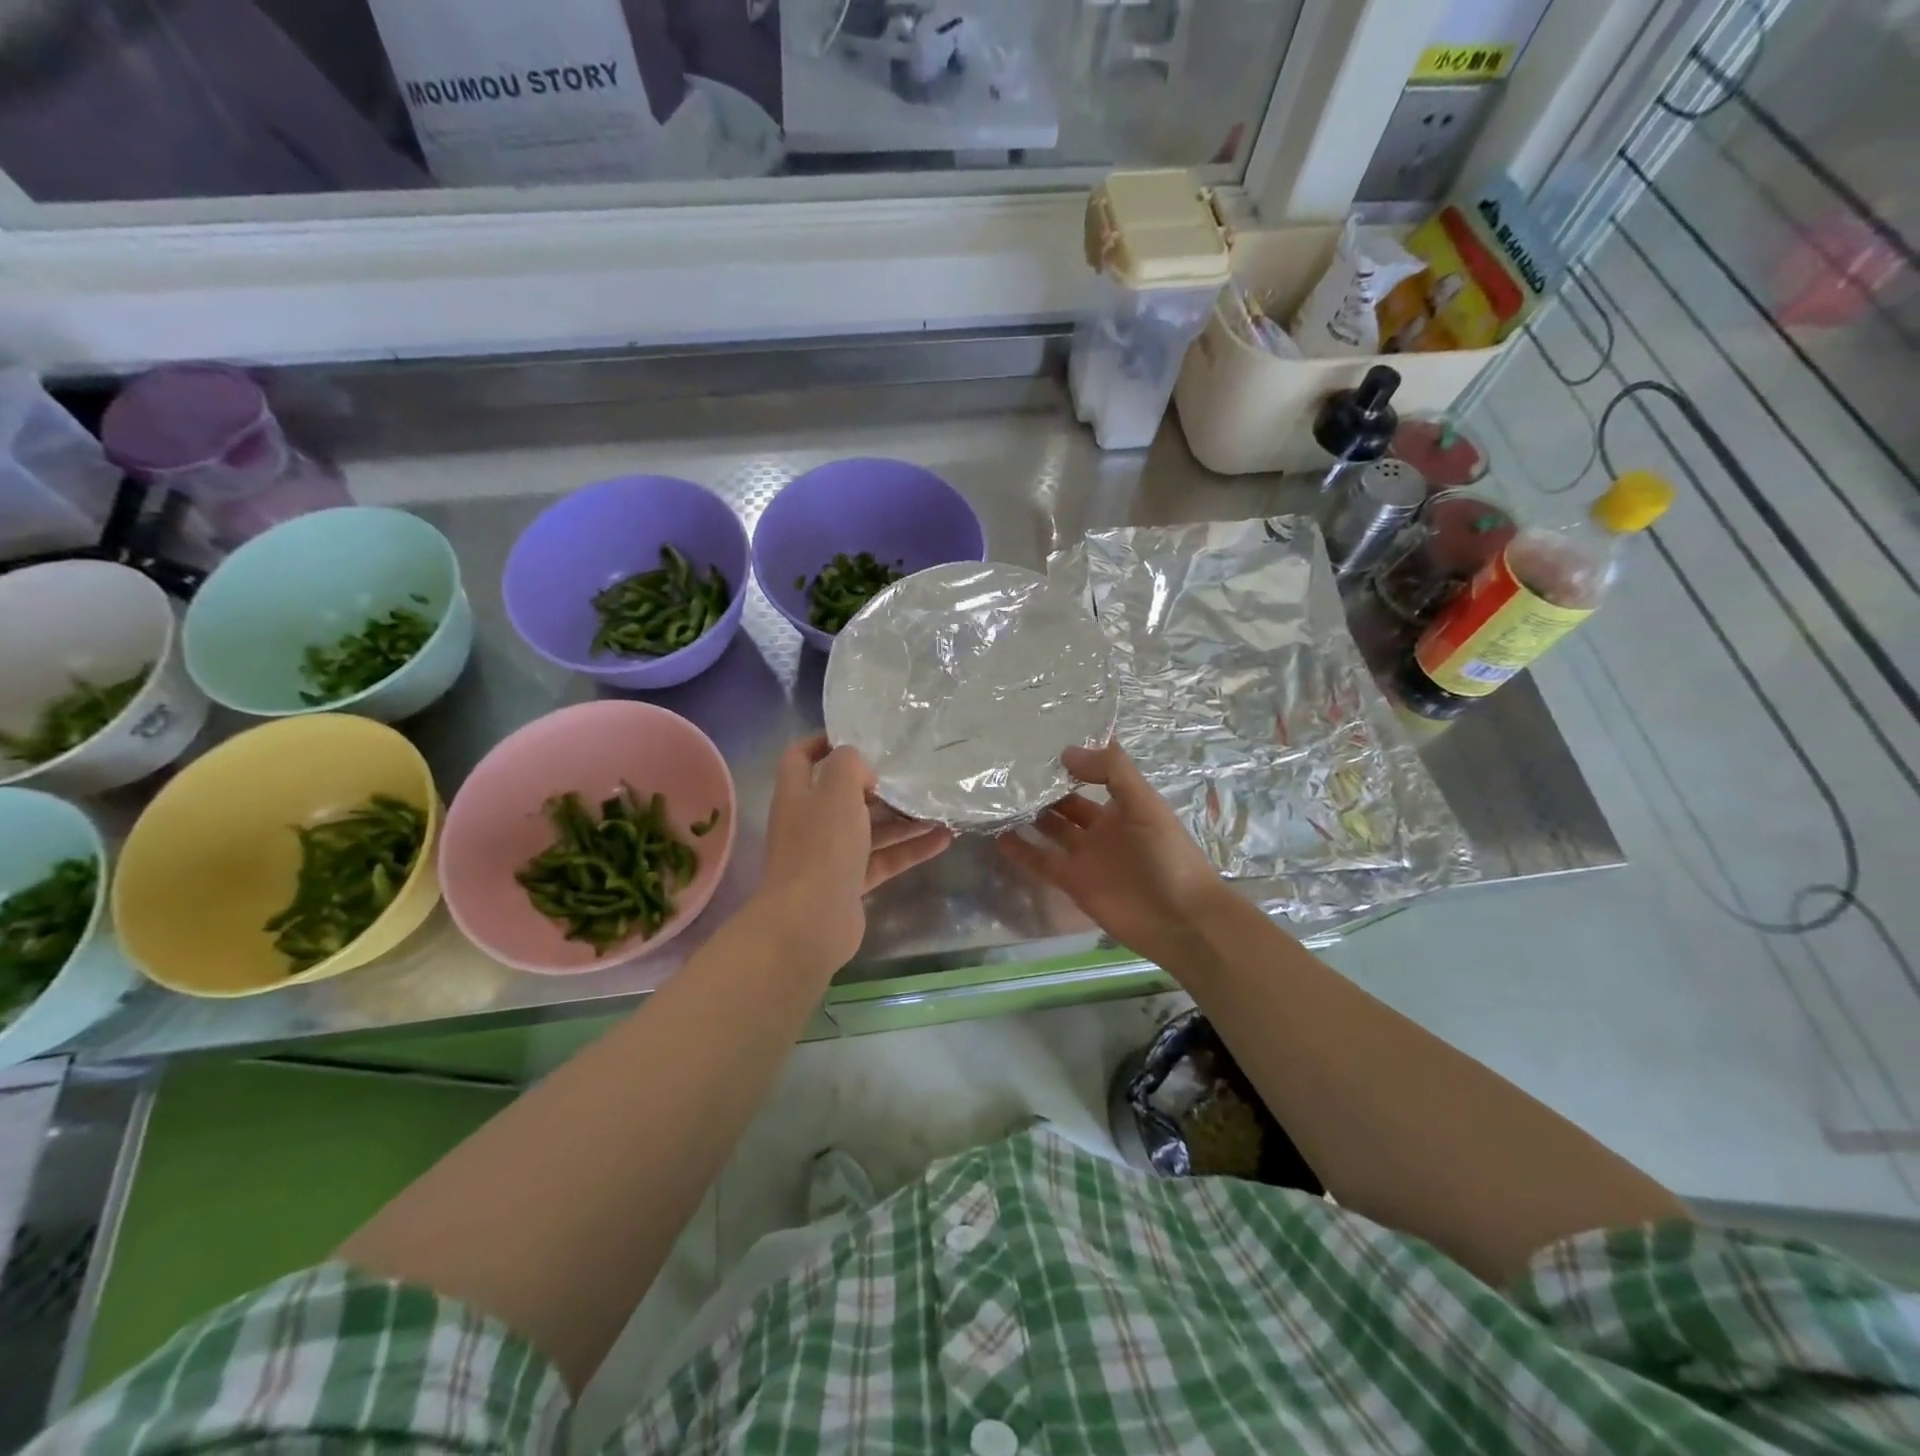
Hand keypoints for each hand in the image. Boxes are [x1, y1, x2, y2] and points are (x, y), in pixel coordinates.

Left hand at [755, 735, 952, 969]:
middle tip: (913, 772)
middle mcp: (811, 822)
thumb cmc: (821, 846)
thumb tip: (862, 768)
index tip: (860, 735)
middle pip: (844, 794)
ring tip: (939, 807)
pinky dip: (910, 849)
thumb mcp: (837, 790)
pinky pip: (883, 858)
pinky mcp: (850, 882)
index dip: (823, 741)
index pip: (801, 757)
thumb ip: (849, 765)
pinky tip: (943, 840)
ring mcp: (830, 855)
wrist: (810, 922)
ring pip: (870, 828)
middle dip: (878, 784)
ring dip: (903, 818)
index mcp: (798, 795)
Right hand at [999, 742, 1227, 968]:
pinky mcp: (1073, 882)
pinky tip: (997, 835)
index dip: (1072, 759)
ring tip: (996, 797)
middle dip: (1043, 786)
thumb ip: (1112, 771)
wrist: (1180, 921)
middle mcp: (1102, 826)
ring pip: (1050, 829)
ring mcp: (1086, 855)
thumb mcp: (1145, 804)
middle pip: (1066, 801)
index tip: (1038, 741)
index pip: (1093, 773)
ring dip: (1027, 815)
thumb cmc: (1168, 856)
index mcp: (1123, 804)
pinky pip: (1042, 861)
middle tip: (1007, 768)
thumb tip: (1066, 752)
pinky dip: (1021, 850)